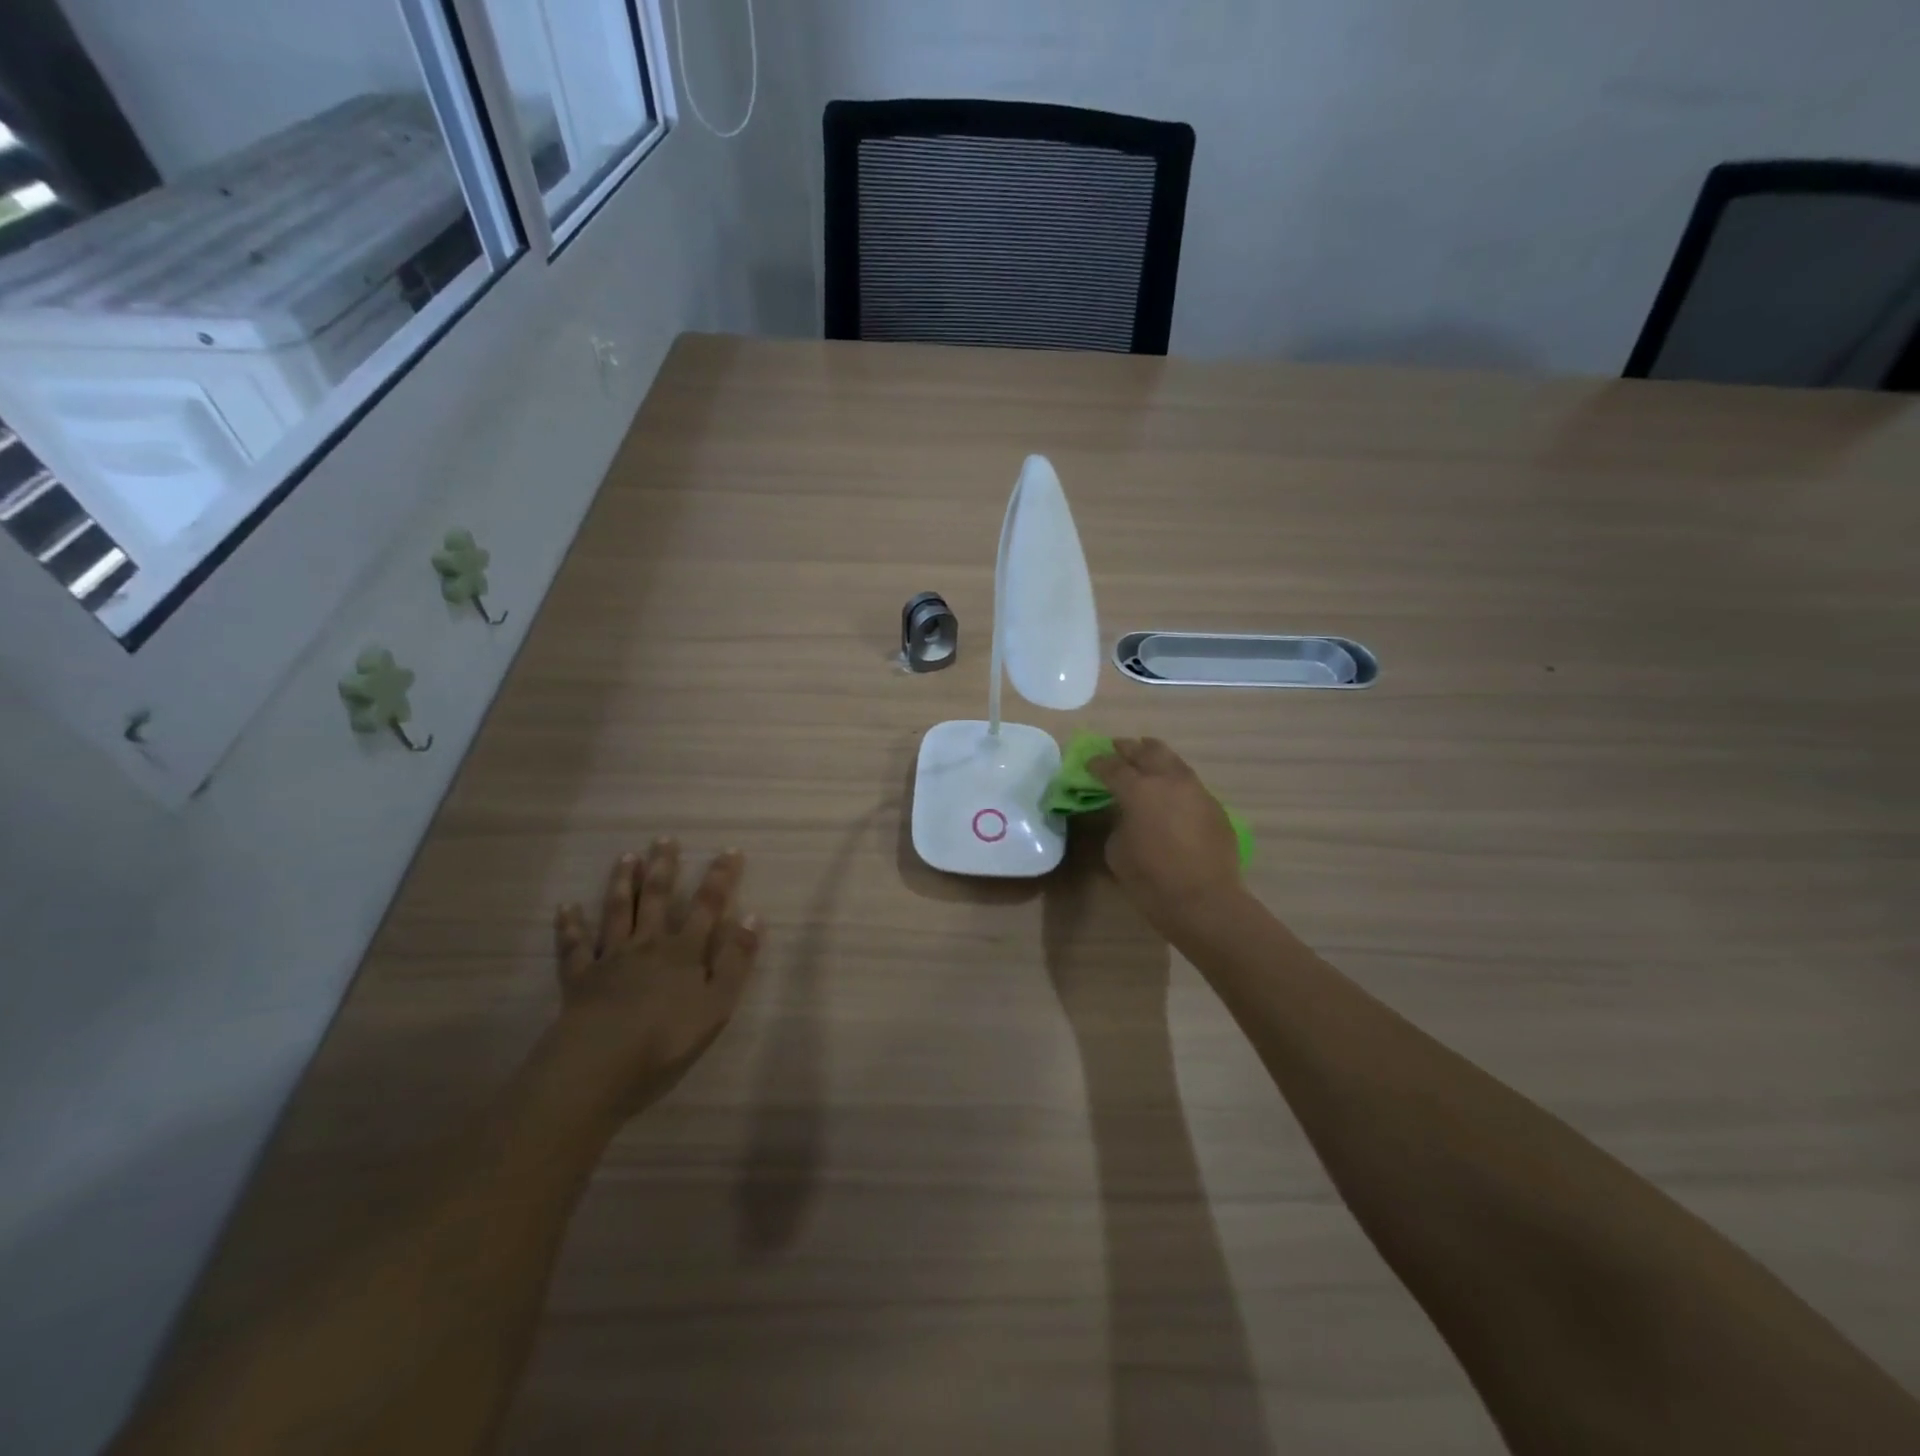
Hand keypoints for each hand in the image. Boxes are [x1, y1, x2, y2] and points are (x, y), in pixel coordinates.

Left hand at [549, 840, 761, 1120]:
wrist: (598, 1065)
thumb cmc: (666, 1040)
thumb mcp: (717, 1005)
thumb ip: (736, 961)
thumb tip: (753, 916)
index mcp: (683, 952)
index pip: (707, 906)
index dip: (720, 878)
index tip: (729, 850)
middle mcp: (647, 945)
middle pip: (656, 899)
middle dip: (663, 868)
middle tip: (664, 839)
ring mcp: (610, 959)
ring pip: (617, 912)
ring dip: (621, 883)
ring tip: (626, 857)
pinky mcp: (579, 979)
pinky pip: (574, 947)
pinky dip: (570, 926)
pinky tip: (566, 908)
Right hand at [1088, 738, 1244, 936]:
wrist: (1204, 900)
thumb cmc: (1151, 879)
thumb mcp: (1116, 850)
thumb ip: (1117, 822)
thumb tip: (1126, 813)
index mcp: (1138, 789)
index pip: (1112, 767)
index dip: (1097, 763)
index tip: (1089, 762)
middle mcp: (1169, 780)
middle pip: (1146, 751)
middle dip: (1129, 748)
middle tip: (1117, 748)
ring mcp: (1196, 790)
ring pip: (1173, 761)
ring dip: (1155, 758)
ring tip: (1145, 759)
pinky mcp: (1214, 806)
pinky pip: (1190, 783)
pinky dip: (1174, 780)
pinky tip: (1169, 792)